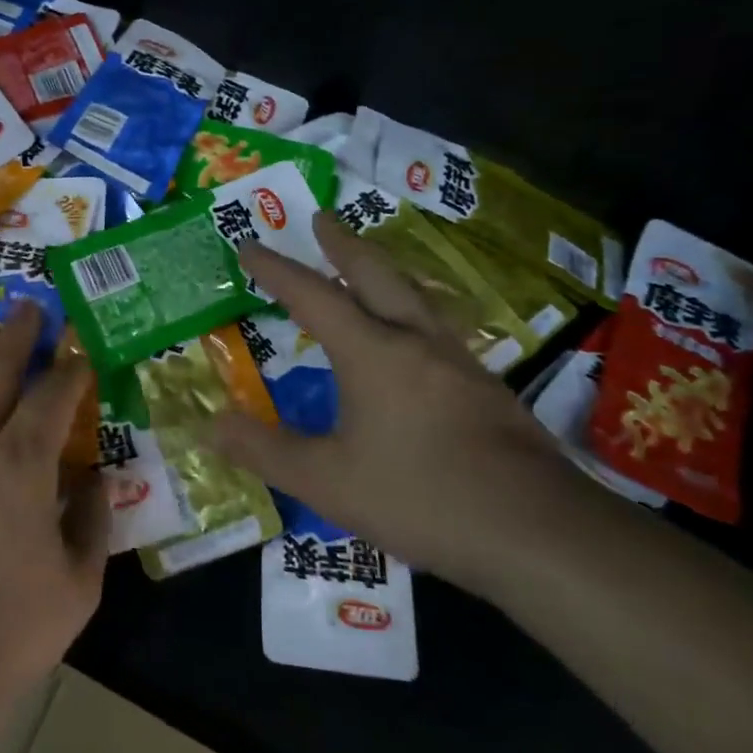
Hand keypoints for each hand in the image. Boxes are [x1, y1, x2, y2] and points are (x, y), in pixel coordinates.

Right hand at [214, 213, 593, 597]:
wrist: (540, 533)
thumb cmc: (421, 497)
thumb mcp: (327, 481)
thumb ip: (265, 451)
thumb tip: (211, 425)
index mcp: (372, 352)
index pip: (312, 296)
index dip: (276, 269)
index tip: (249, 244)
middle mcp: (416, 342)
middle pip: (376, 274)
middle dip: (342, 244)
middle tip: (322, 218)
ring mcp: (459, 362)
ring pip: (415, 296)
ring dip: (382, 271)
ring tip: (365, 266)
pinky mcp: (486, 389)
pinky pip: (436, 328)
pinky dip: (410, 310)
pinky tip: (413, 337)